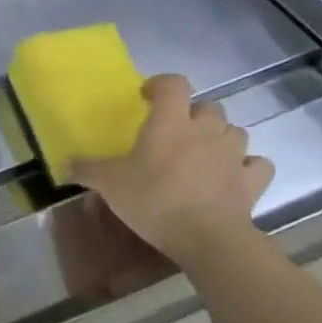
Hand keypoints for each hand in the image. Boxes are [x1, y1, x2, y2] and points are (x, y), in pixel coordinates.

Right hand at [72, 74, 274, 266]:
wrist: (207, 238)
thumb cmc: (154, 199)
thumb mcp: (109, 184)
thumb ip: (86, 170)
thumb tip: (65, 165)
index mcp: (170, 123)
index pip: (173, 84)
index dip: (161, 85)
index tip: (146, 98)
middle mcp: (206, 130)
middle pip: (208, 106)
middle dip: (193, 114)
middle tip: (174, 132)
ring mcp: (234, 155)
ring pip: (234, 131)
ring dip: (220, 137)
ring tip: (202, 153)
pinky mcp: (252, 180)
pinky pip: (256, 164)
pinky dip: (246, 166)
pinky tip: (232, 175)